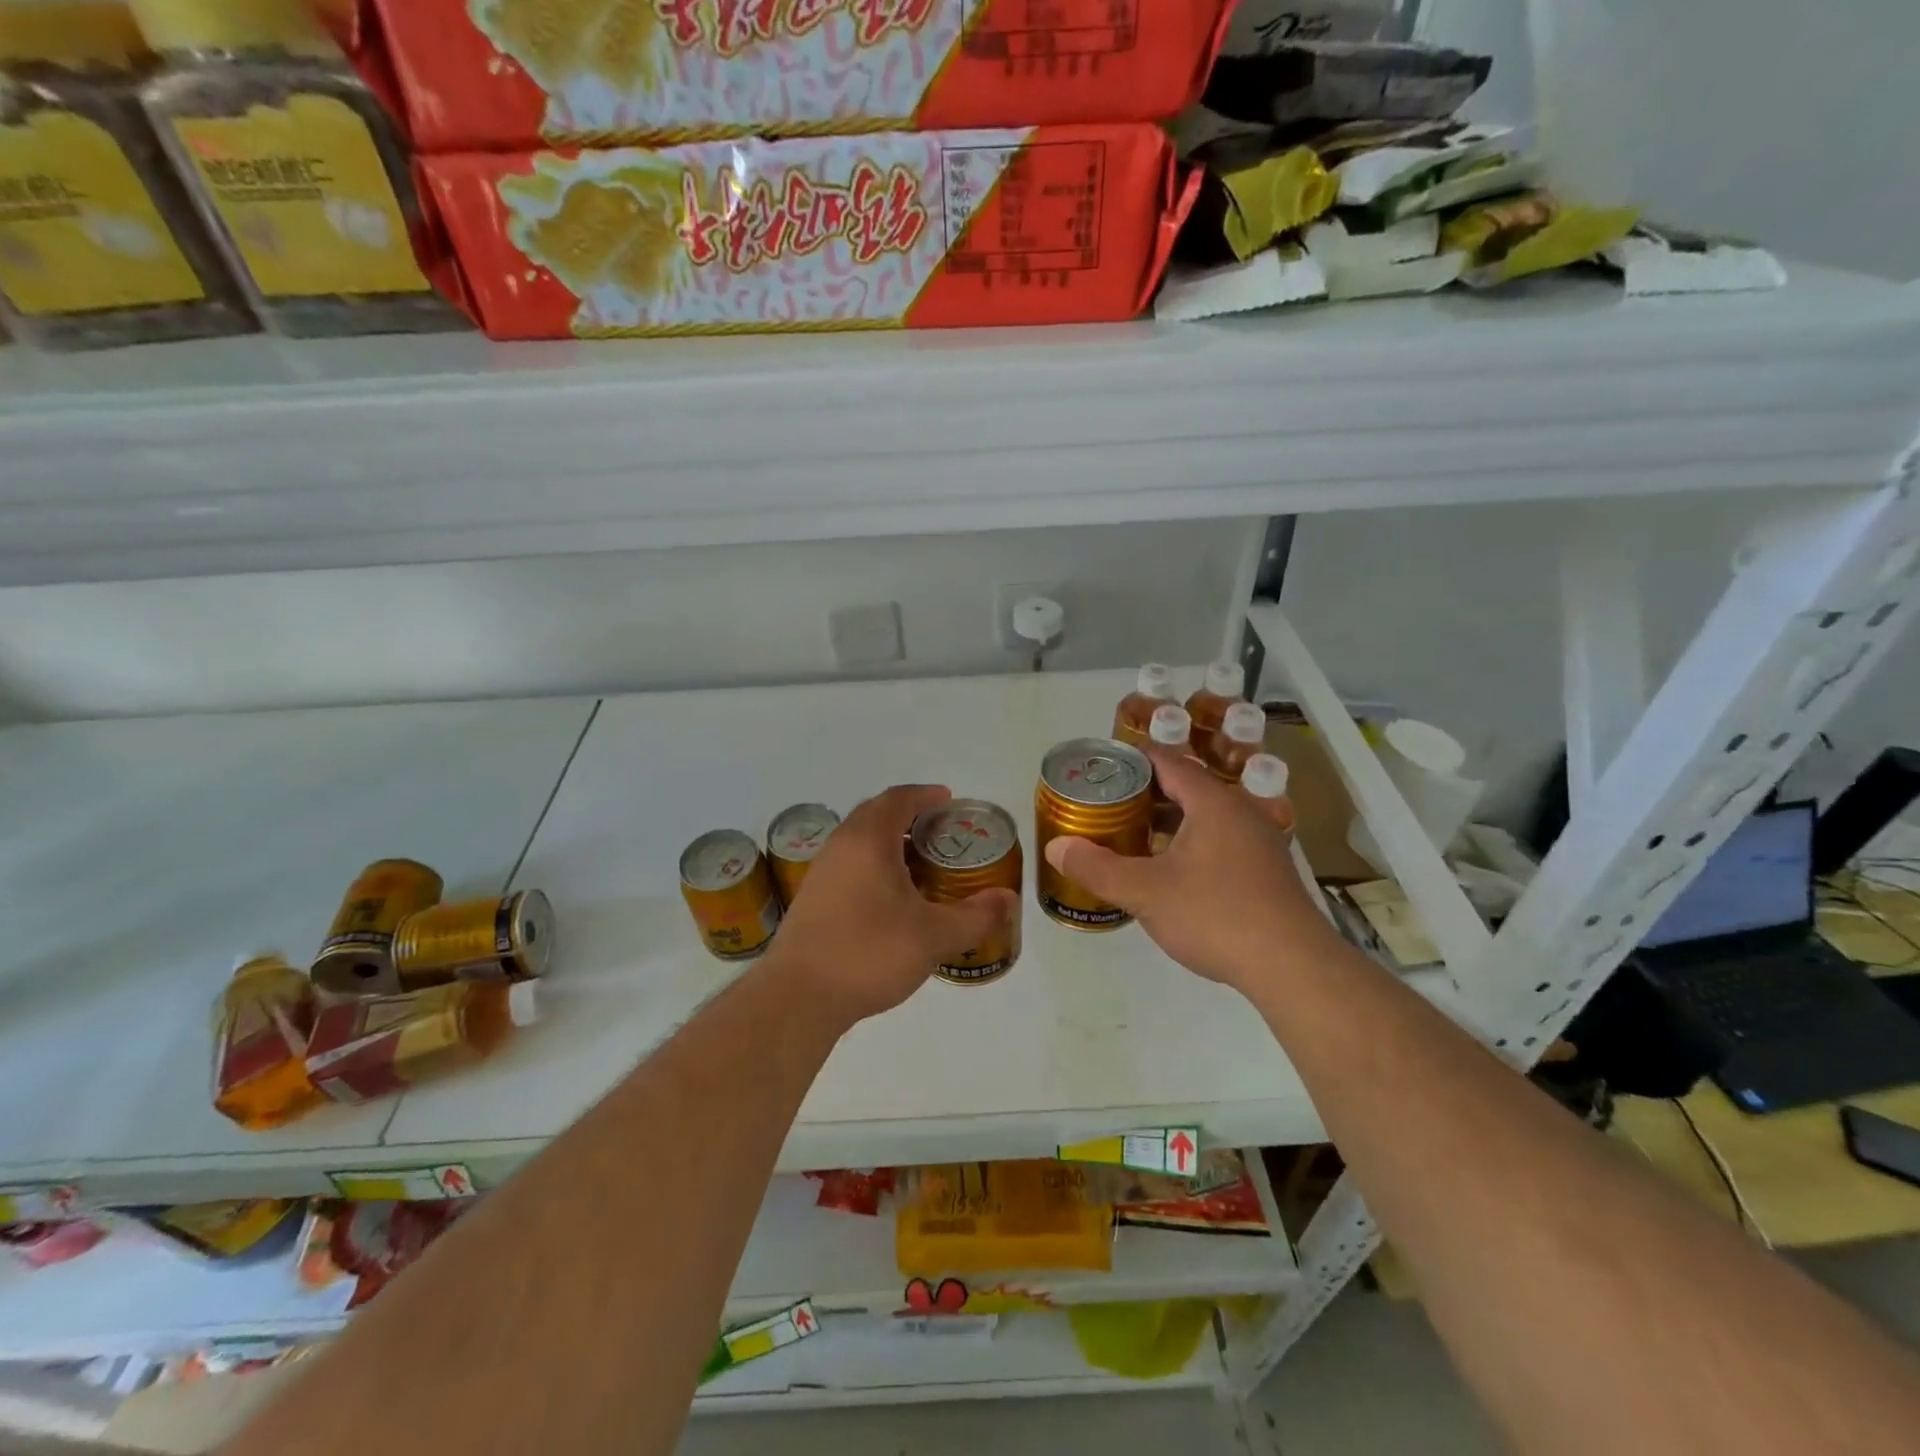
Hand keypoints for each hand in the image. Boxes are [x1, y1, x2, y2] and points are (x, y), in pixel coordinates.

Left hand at [773, 785, 1019, 1026]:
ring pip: (860, 841)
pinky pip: (849, 865)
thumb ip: (976, 916)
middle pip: (876, 814)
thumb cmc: (868, 953)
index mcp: (868, 840)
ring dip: (890, 842)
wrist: (797, 998)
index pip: (898, 799)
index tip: (950, 801)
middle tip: (941, 833)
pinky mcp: (812, 899)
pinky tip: (892, 900)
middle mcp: (841, 846)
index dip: (926, 795)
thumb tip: (1008, 900)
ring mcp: (821, 873)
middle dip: (910, 816)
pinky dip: (874, 866)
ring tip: (922, 866)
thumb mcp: (933, 936)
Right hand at [1043, 748, 1336, 995]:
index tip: (1104, 767)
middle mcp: (1240, 812)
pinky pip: (1221, 841)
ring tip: (1133, 834)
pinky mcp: (1266, 871)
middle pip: (1189, 788)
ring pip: (1206, 817)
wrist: (1292, 966)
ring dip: (1171, 821)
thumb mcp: (1146, 892)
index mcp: (1213, 803)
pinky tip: (1172, 870)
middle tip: (1109, 804)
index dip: (1135, 760)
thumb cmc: (1216, 915)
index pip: (1170, 762)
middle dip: (1148, 793)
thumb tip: (1056, 847)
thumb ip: (1098, 868)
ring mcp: (1259, 842)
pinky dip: (1192, 843)